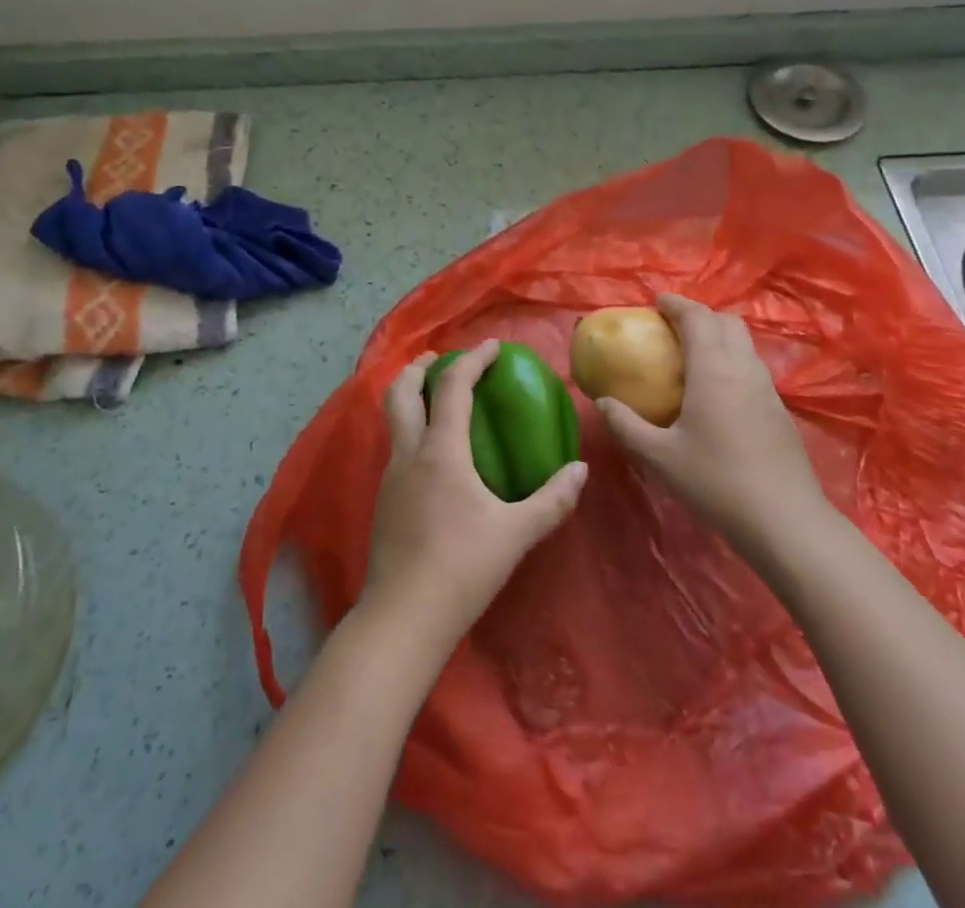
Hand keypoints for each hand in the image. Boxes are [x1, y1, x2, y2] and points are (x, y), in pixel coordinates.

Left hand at [360, 340, 588, 654]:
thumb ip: (552, 500)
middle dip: (418, 368)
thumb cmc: (463, 569)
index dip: (472, 361)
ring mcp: (390, 477)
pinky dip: (412, 429)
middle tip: (440, 360)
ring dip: (411, 398)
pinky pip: (396, 447)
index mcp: (441, 451)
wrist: (403, 617)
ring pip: (393, 420)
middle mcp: (409, 454)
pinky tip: (432, 453)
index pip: (452, 388)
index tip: (491, 347)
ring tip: (437, 400)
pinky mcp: (383, 501)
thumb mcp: (516, 534)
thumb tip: (581, 470)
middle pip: (399, 392)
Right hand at [598, 294, 826, 553]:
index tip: (655, 302)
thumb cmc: (716, 482)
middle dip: (699, 315)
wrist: (785, 521)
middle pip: (726, 322)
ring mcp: (767, 389)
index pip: (697, 317)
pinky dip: (732, 360)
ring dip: (718, 336)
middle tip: (672, 326)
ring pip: (744, 344)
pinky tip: (717, 391)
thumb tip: (602, 401)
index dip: (676, 303)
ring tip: (692, 355)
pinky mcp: (780, 410)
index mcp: (713, 370)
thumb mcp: (659, 456)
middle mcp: (744, 369)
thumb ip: (626, 425)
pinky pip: (752, 367)